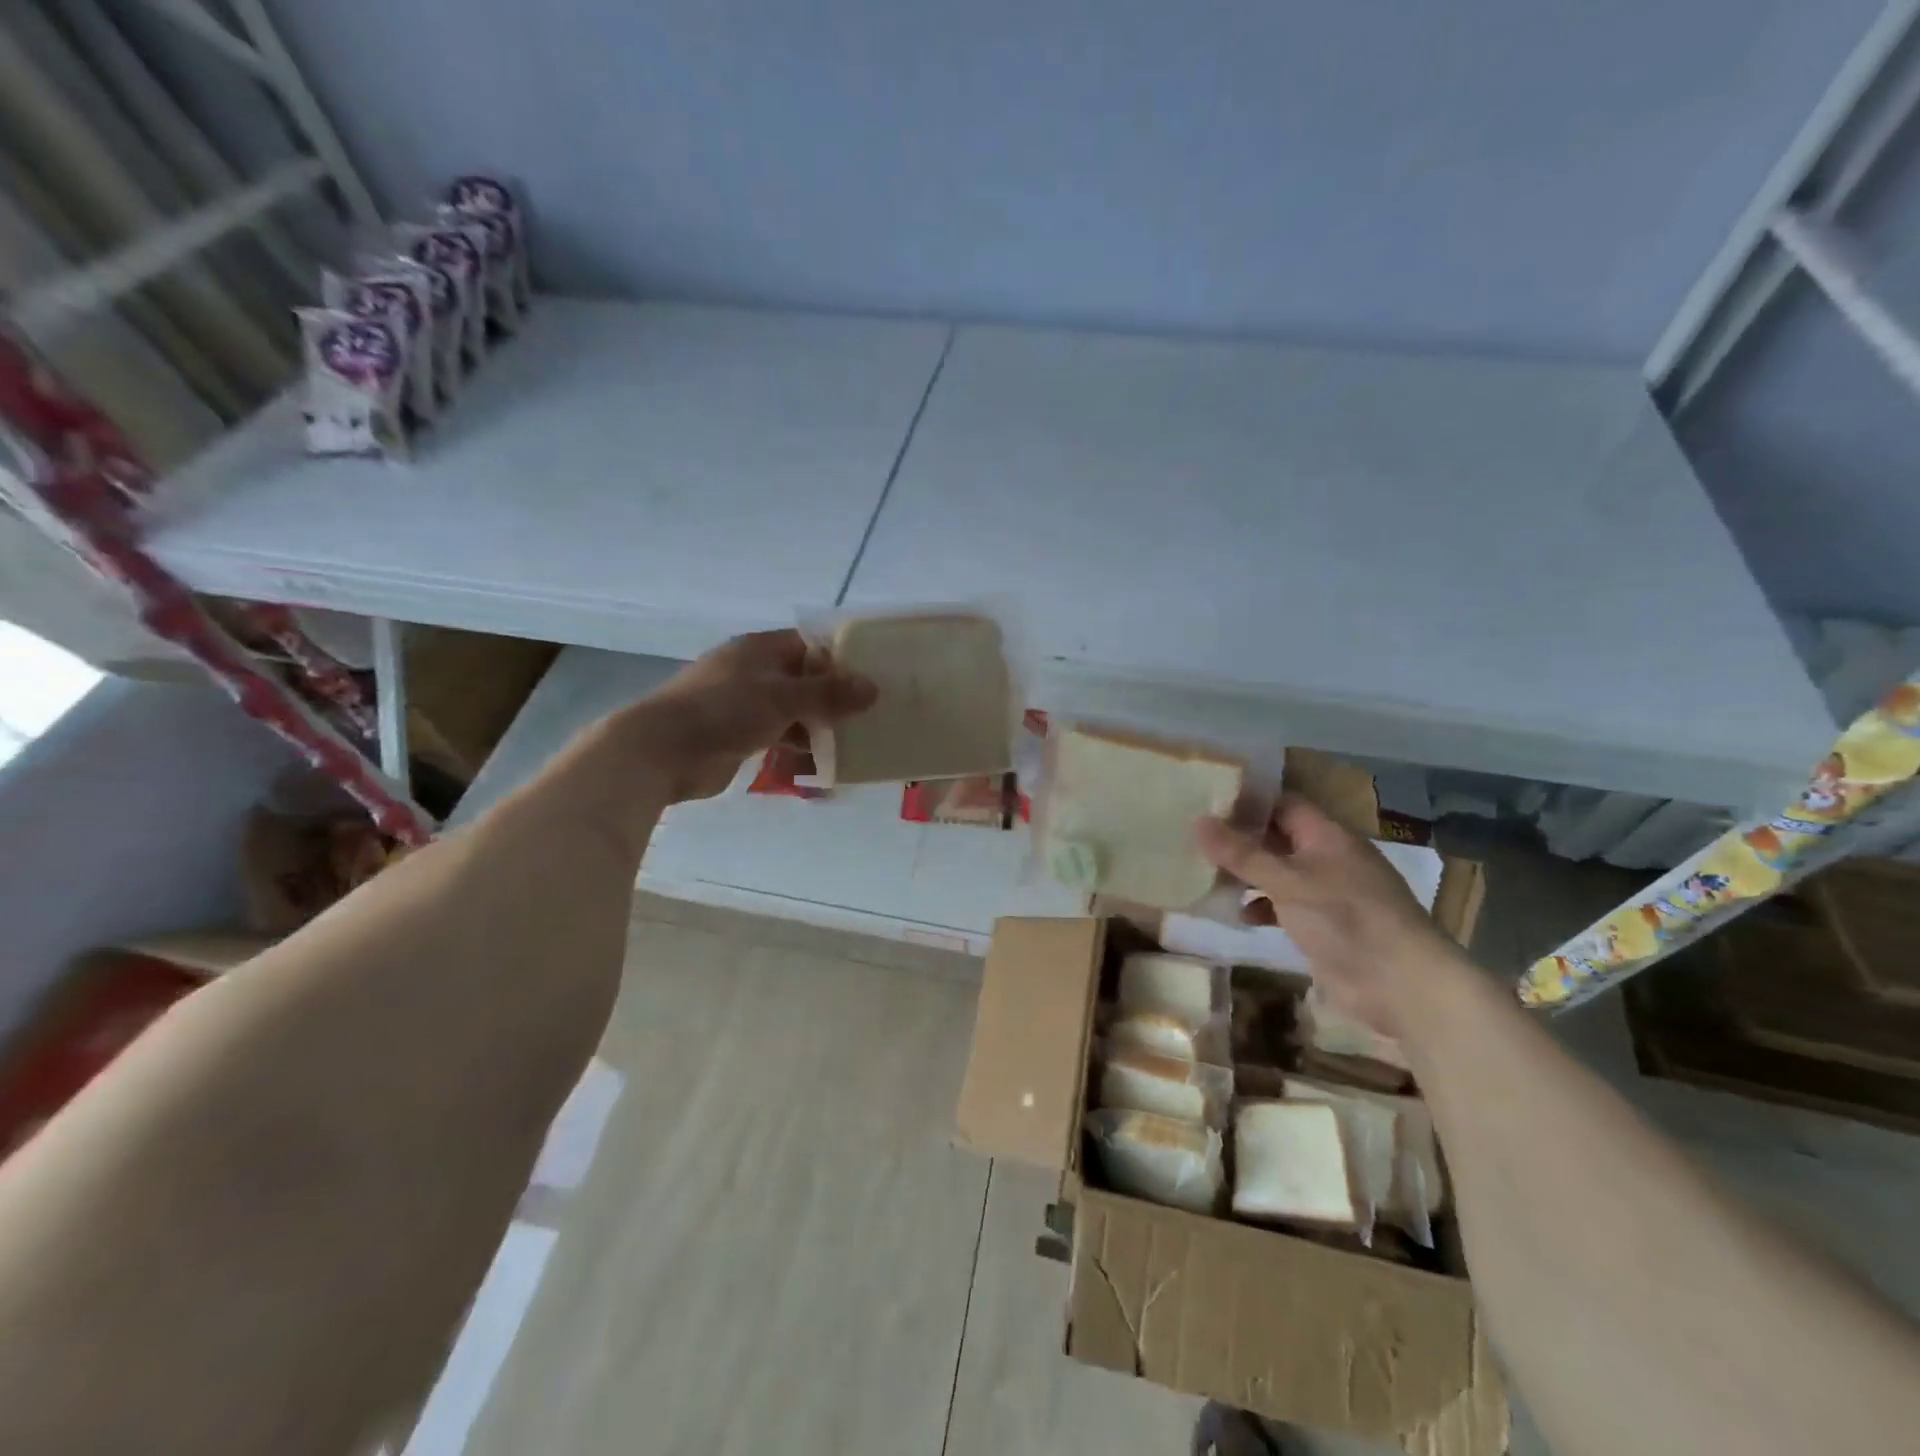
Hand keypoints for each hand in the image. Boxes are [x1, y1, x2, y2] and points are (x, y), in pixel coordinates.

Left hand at [624, 630, 875, 802]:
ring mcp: (744, 705)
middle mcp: (753, 672)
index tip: (873, 675)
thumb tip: (873, 687)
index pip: (810, 644)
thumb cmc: (724, 710)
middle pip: (804, 680)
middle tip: (872, 713)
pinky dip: (800, 748)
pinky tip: (825, 764)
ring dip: (820, 726)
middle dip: (836, 697)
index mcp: (760, 649)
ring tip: (857, 741)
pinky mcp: (739, 736)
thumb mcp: (783, 697)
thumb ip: (829, 693)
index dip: (841, 657)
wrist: (662, 751)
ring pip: (794, 711)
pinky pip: (780, 737)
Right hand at [1194, 795, 1458, 1035]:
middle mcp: (1327, 859)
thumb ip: (1242, 854)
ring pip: (1277, 873)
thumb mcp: (1287, 881)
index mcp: (1327, 836)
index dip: (1247, 801)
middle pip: (1277, 838)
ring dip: (1245, 875)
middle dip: (1239, 839)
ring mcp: (1326, 894)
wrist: (1401, 985)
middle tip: (1193, 837)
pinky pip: (1282, 906)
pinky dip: (1259, 907)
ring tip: (1202, 874)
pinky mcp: (1322, 927)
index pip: (1283, 804)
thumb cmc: (1346, 918)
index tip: (1206, 802)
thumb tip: (1198, 822)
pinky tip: (1234, 914)